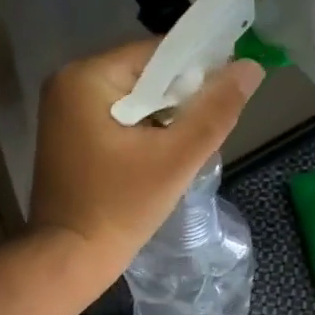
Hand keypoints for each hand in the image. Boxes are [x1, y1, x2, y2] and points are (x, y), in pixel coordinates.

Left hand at [28, 42, 262, 292]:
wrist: (70, 259)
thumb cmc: (120, 208)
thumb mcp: (175, 159)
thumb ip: (214, 112)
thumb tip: (250, 68)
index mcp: (86, 77)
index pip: (157, 54)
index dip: (197, 72)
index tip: (224, 99)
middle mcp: (68, 84)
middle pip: (144, 76)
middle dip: (179, 102)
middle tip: (205, 134)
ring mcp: (64, 113)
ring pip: (133, 101)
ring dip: (163, 120)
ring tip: (185, 151)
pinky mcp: (68, 138)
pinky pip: (117, 121)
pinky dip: (142, 134)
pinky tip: (159, 160)